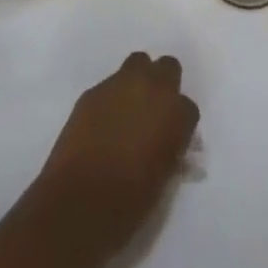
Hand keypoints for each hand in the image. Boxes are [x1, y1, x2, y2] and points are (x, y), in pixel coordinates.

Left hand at [36, 52, 200, 256]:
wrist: (78, 204)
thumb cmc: (129, 203)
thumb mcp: (163, 180)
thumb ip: (171, 151)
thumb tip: (169, 144)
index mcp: (175, 113)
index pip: (189, 108)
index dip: (180, 125)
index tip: (172, 140)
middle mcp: (152, 88)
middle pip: (168, 68)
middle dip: (164, 86)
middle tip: (154, 113)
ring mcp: (120, 84)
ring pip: (137, 64)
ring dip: (138, 82)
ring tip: (129, 111)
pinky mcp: (92, 91)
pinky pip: (109, 85)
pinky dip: (112, 98)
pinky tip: (104, 123)